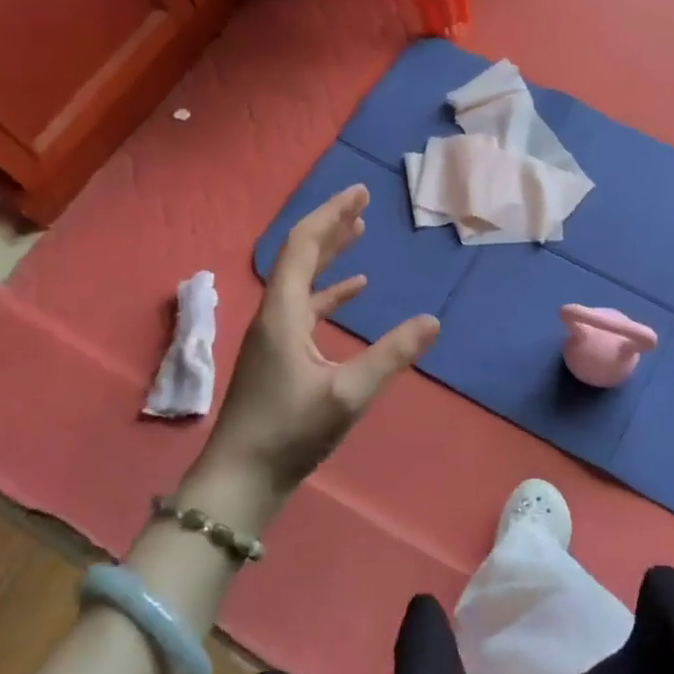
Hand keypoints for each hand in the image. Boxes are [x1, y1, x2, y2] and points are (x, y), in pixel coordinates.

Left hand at [196, 185, 437, 503]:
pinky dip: (330, 293)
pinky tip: (354, 292)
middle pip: (300, 255)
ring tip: (359, 234)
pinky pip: (306, 308)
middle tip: (362, 203)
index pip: (303, 246)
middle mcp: (274, 315)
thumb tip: (433, 320)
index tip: (360, 193)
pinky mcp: (279, 356)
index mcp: (283, 313)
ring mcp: (274, 336)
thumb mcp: (348, 394)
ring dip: (330, 255)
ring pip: (303, 280)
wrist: (240, 480)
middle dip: (331, 226)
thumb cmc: (290, 433)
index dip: (331, 215)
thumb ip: (391, 355)